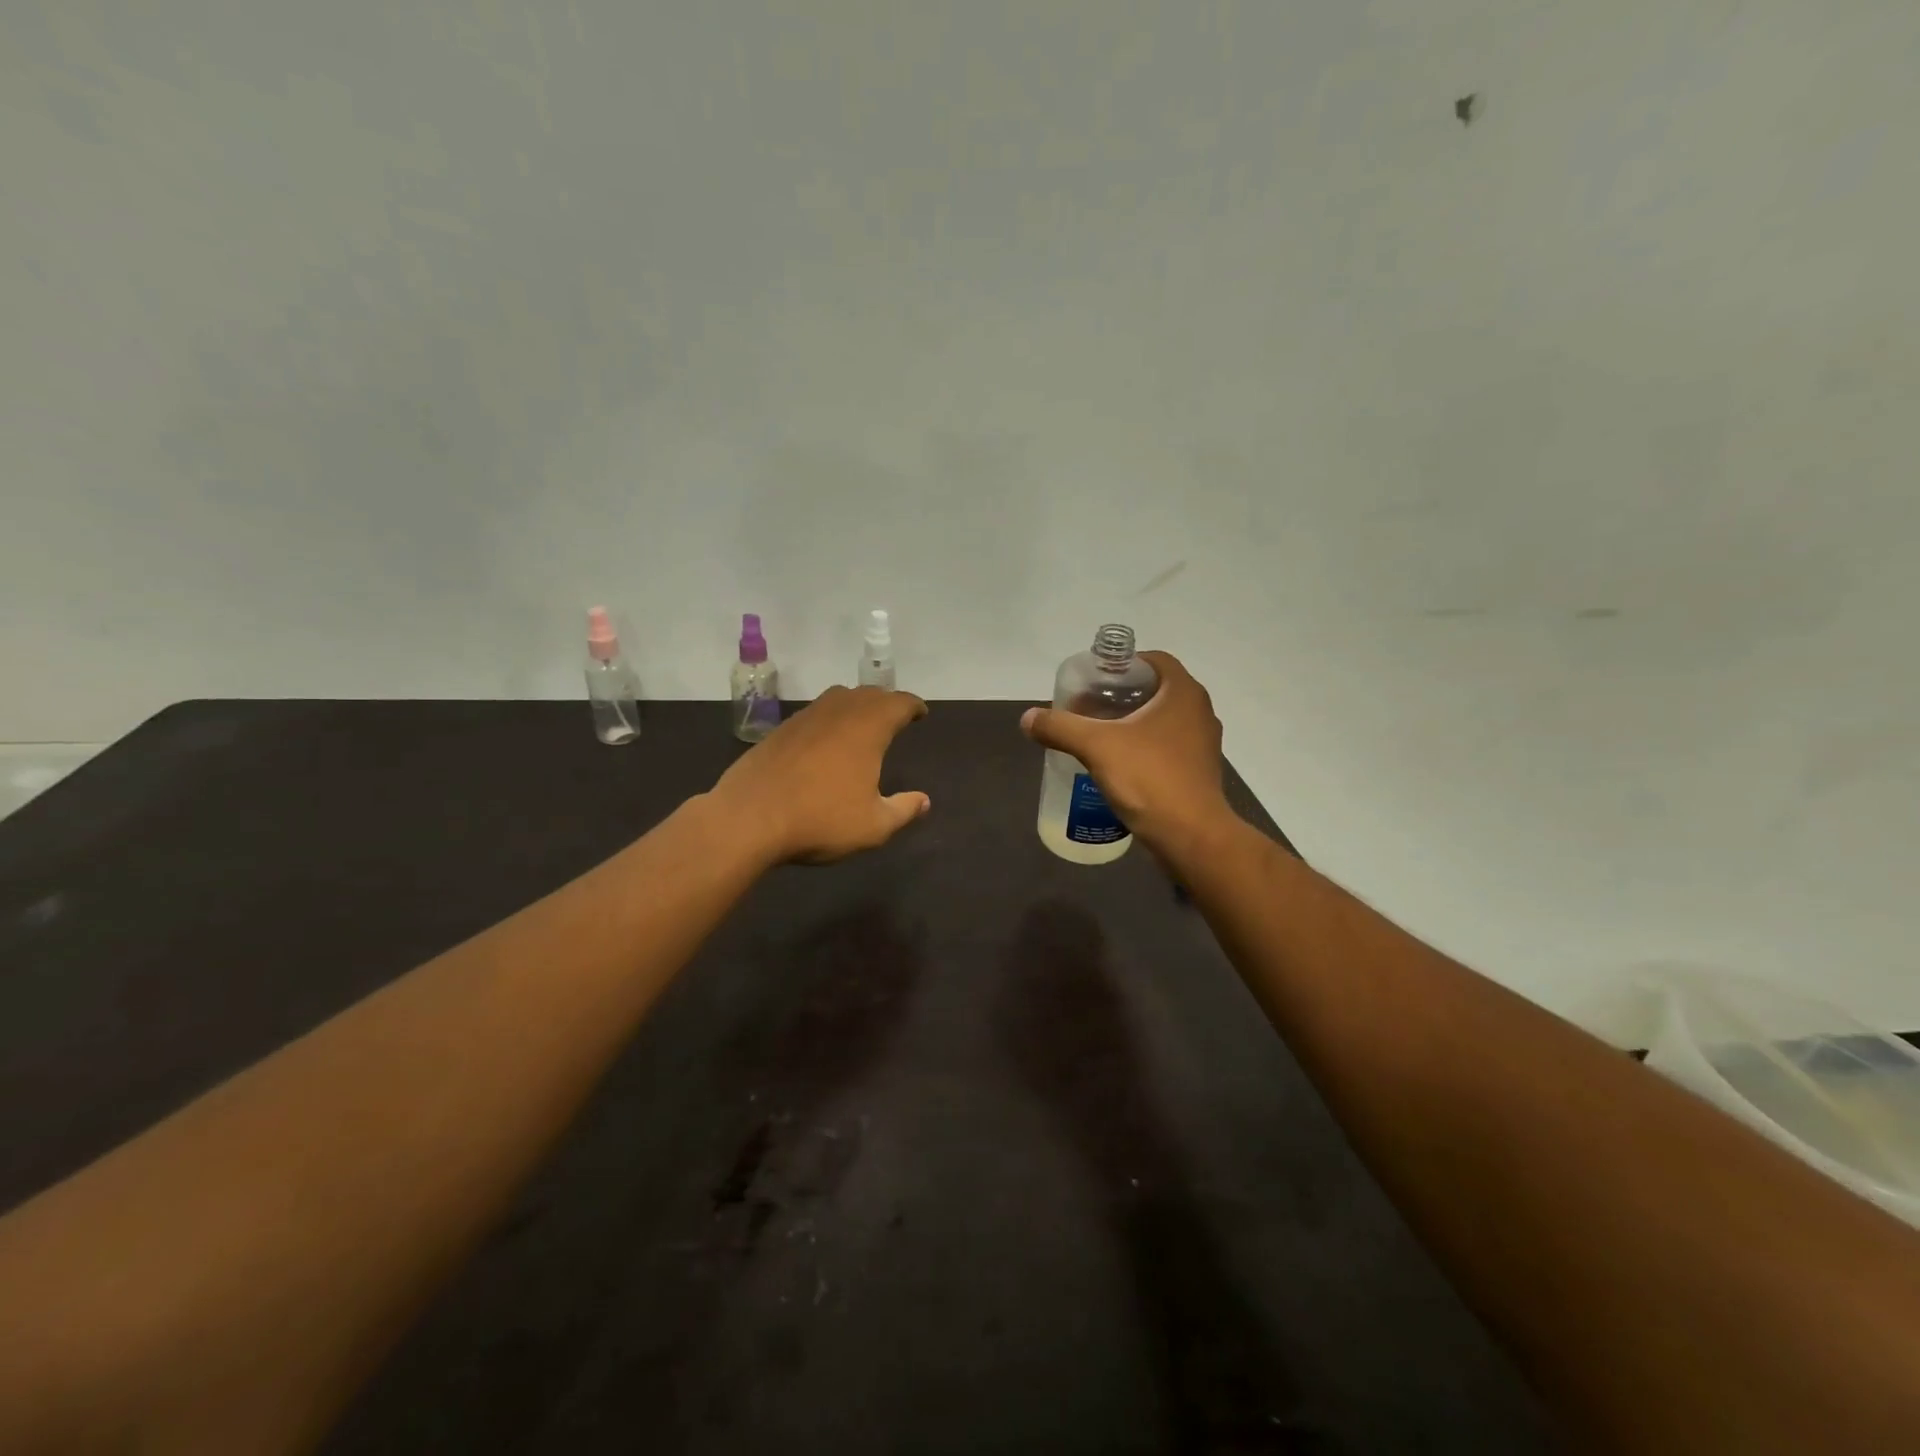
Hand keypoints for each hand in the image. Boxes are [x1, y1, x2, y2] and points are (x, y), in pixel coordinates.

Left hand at [710, 686, 930, 863]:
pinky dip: (829, 718)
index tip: (921, 713)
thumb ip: (903, 810)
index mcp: (867, 728)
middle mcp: (838, 713)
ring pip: (838, 698)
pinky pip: (814, 713)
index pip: (898, 703)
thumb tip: (924, 801)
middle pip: (868, 694)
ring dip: (856, 705)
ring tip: (862, 723)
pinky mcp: (780, 730)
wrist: (748, 818)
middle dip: (886, 702)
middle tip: (896, 717)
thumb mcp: (873, 826)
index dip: (913, 706)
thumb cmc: (820, 820)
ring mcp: (805, 718)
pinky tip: (825, 741)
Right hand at [1020, 650, 1231, 853]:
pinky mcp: (1198, 771)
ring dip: (1133, 723)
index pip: (1156, 660)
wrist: (1191, 836)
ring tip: (1098, 735)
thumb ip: (1060, 727)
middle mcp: (1199, 711)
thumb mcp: (1096, 747)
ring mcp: (1203, 743)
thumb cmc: (1149, 778)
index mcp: (1183, 693)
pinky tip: (1118, 764)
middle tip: (1089, 707)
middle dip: (1122, 695)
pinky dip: (1144, 748)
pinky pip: (1168, 747)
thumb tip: (1028, 718)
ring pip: (1163, 720)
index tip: (1096, 679)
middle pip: (1157, 690)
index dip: (1125, 664)